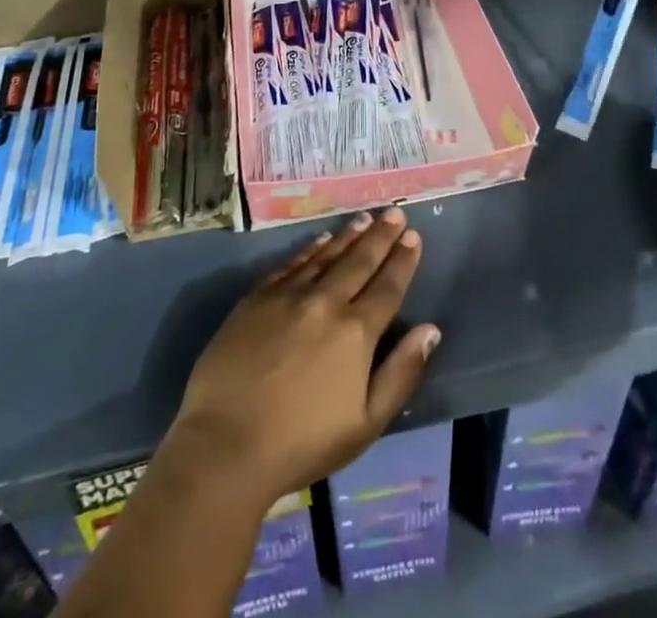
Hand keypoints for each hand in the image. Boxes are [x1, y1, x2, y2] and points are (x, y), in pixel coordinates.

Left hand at [170, 207, 440, 504]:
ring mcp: (289, 295)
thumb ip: (400, 374)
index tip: (413, 235)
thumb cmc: (302, 443)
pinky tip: (321, 239)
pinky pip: (292, 263)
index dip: (402, 260)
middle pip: (359, 261)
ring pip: (327, 255)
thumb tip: (430, 330)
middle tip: (394, 212)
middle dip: (380, 235)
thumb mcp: (365, 424)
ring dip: (349, 235)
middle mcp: (326, 302)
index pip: (387, 287)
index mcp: (356, 332)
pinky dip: (311, 248)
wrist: (226, 443)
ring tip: (365, 218)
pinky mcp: (258, 297)